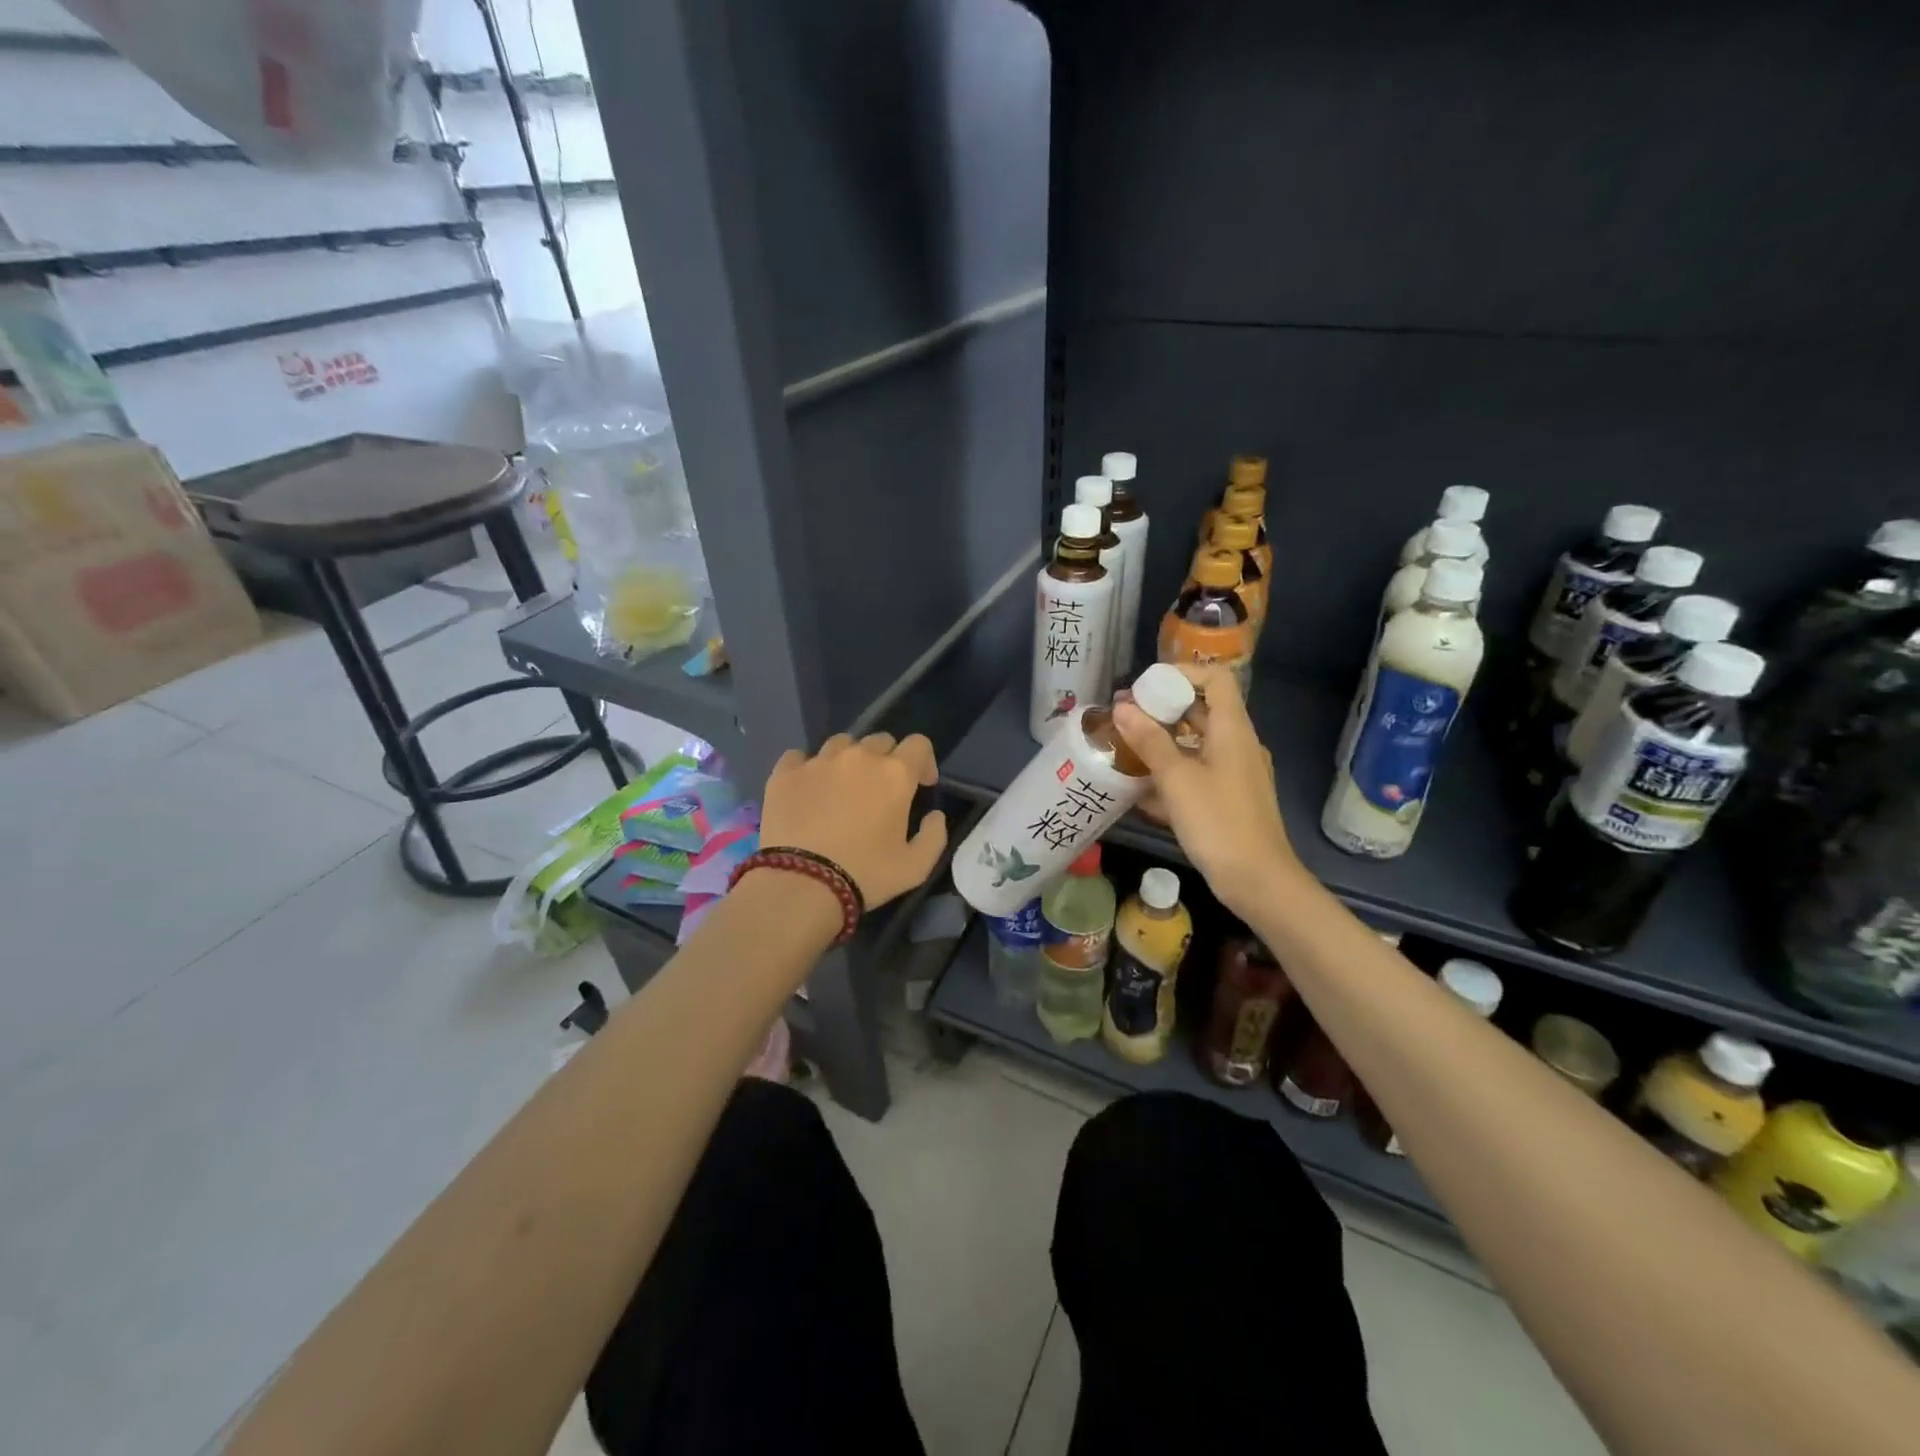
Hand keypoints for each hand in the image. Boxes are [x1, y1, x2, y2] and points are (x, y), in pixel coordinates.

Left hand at [759, 732, 949, 908]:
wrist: (801, 884)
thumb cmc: (865, 875)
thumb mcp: (916, 867)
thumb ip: (935, 835)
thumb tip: (935, 815)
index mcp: (895, 774)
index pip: (918, 744)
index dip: (923, 762)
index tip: (921, 785)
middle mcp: (858, 757)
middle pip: (880, 740)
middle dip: (887, 760)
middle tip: (880, 791)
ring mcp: (818, 761)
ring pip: (841, 744)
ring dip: (849, 760)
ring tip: (842, 787)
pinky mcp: (785, 773)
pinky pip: (799, 756)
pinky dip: (808, 768)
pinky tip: (807, 789)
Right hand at [1113, 666, 1299, 917]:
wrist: (1258, 881)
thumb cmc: (1218, 822)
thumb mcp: (1177, 779)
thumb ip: (1149, 741)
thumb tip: (1122, 707)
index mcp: (1233, 730)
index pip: (1214, 678)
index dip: (1181, 674)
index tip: (1144, 688)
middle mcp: (1237, 744)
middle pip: (1201, 710)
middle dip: (1161, 709)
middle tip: (1123, 716)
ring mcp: (1235, 773)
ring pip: (1196, 743)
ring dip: (1162, 741)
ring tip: (1124, 748)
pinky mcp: (1228, 799)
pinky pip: (1197, 772)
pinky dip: (1171, 771)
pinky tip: (1141, 788)